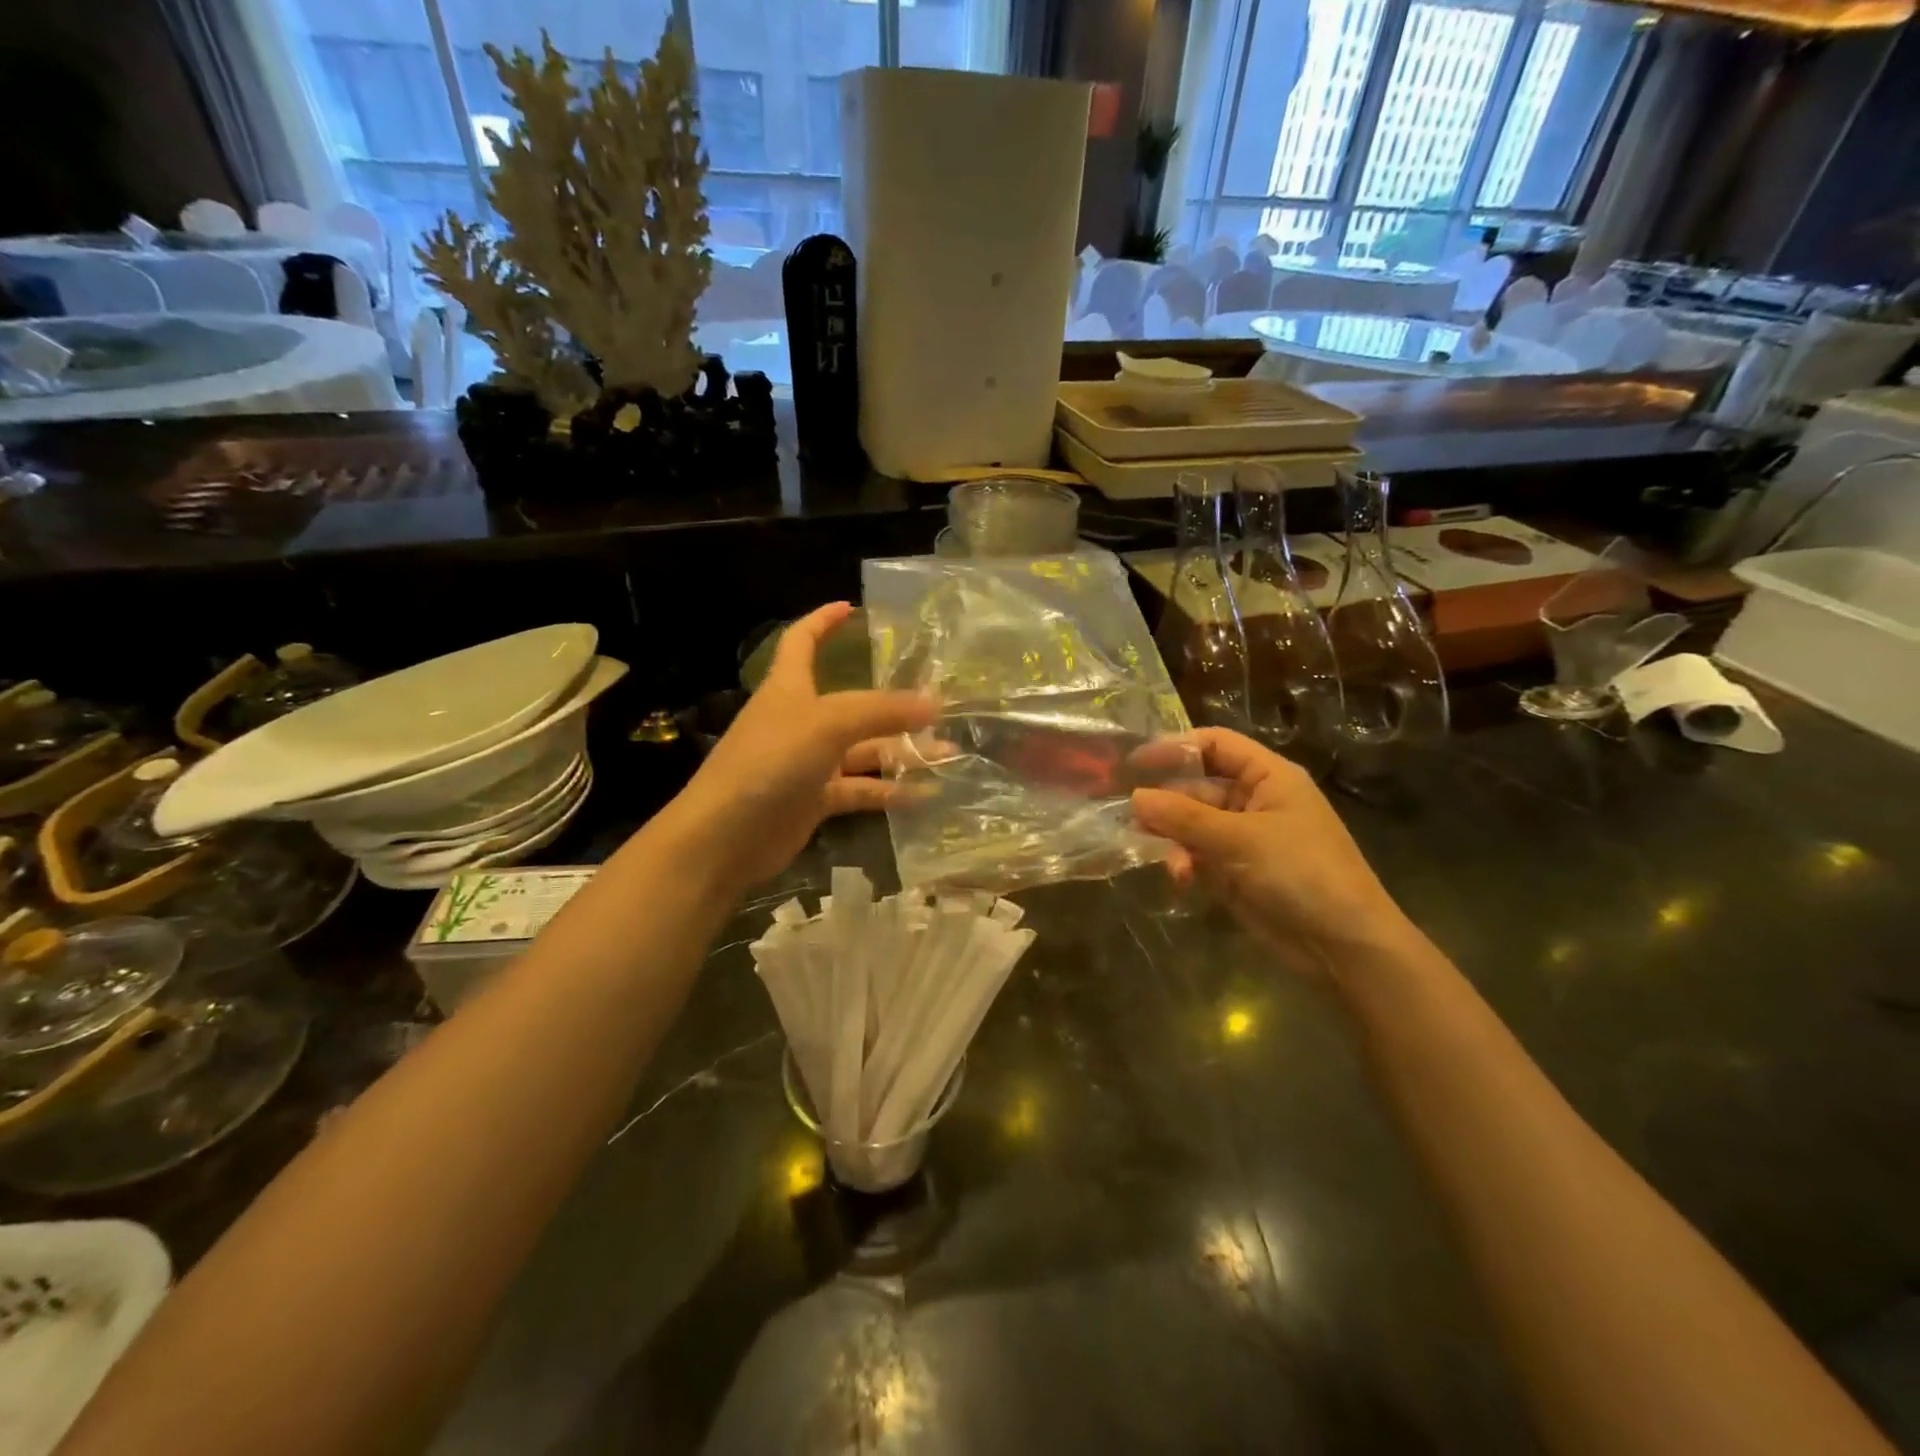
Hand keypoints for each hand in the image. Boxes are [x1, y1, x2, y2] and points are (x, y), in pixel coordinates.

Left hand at [664, 603, 935, 889]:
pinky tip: (925, 794)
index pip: (802, 641)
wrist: (725, 836)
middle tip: (940, 704)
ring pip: (863, 750)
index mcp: (790, 687)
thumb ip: (882, 711)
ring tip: (948, 752)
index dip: (823, 621)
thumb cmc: (770, 762)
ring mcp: (808, 762)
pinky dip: (889, 791)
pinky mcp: (815, 800)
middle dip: (894, 704)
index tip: (852, 608)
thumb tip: (935, 702)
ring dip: (902, 751)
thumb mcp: (828, 724)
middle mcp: (800, 720)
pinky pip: (860, 789)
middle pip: (853, 703)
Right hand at [1131, 728, 1415, 978]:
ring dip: (1173, 839)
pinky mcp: (1233, 871)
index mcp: (1268, 777)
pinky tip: (1181, 879)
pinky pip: (1196, 855)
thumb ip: (1184, 816)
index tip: (1135, 761)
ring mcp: (1242, 838)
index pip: (1216, 745)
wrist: (1343, 945)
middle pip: (1196, 787)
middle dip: (1167, 804)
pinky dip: (1184, 863)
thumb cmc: (1301, 873)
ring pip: (1190, 825)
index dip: (1176, 748)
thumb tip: (1135, 797)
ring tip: (1166, 859)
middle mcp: (1253, 801)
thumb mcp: (1241, 839)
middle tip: (1133, 819)